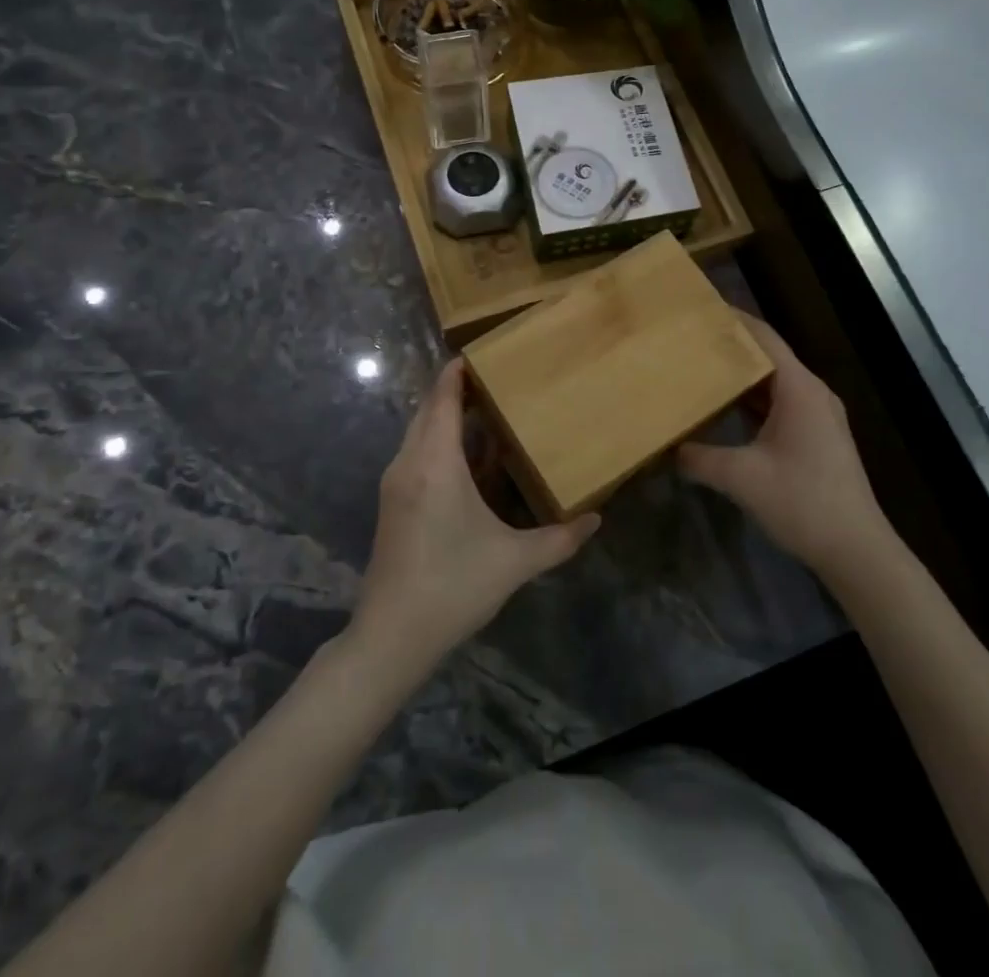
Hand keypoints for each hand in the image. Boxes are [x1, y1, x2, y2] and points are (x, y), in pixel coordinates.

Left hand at [351, 360, 598, 674]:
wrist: (391, 635)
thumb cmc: (454, 586)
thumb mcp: (515, 562)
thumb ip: (560, 538)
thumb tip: (597, 518)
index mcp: (435, 464)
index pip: (443, 399)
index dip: (457, 372)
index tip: (480, 352)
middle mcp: (409, 463)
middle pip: (428, 410)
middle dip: (456, 390)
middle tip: (494, 379)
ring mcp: (395, 484)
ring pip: (419, 432)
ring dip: (446, 417)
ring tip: (485, 412)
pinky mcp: (391, 502)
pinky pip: (416, 453)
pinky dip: (438, 441)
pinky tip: (467, 459)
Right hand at [678, 314, 896, 582]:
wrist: (856, 550)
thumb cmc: (802, 502)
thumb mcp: (741, 478)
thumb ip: (698, 458)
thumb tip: (666, 447)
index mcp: (799, 389)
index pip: (764, 338)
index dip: (734, 319)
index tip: (700, 308)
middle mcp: (812, 393)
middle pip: (768, 357)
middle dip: (731, 347)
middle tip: (690, 340)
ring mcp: (818, 416)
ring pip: (774, 383)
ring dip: (741, 377)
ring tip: (700, 369)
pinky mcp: (817, 437)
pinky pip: (780, 404)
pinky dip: (753, 401)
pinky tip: (725, 410)